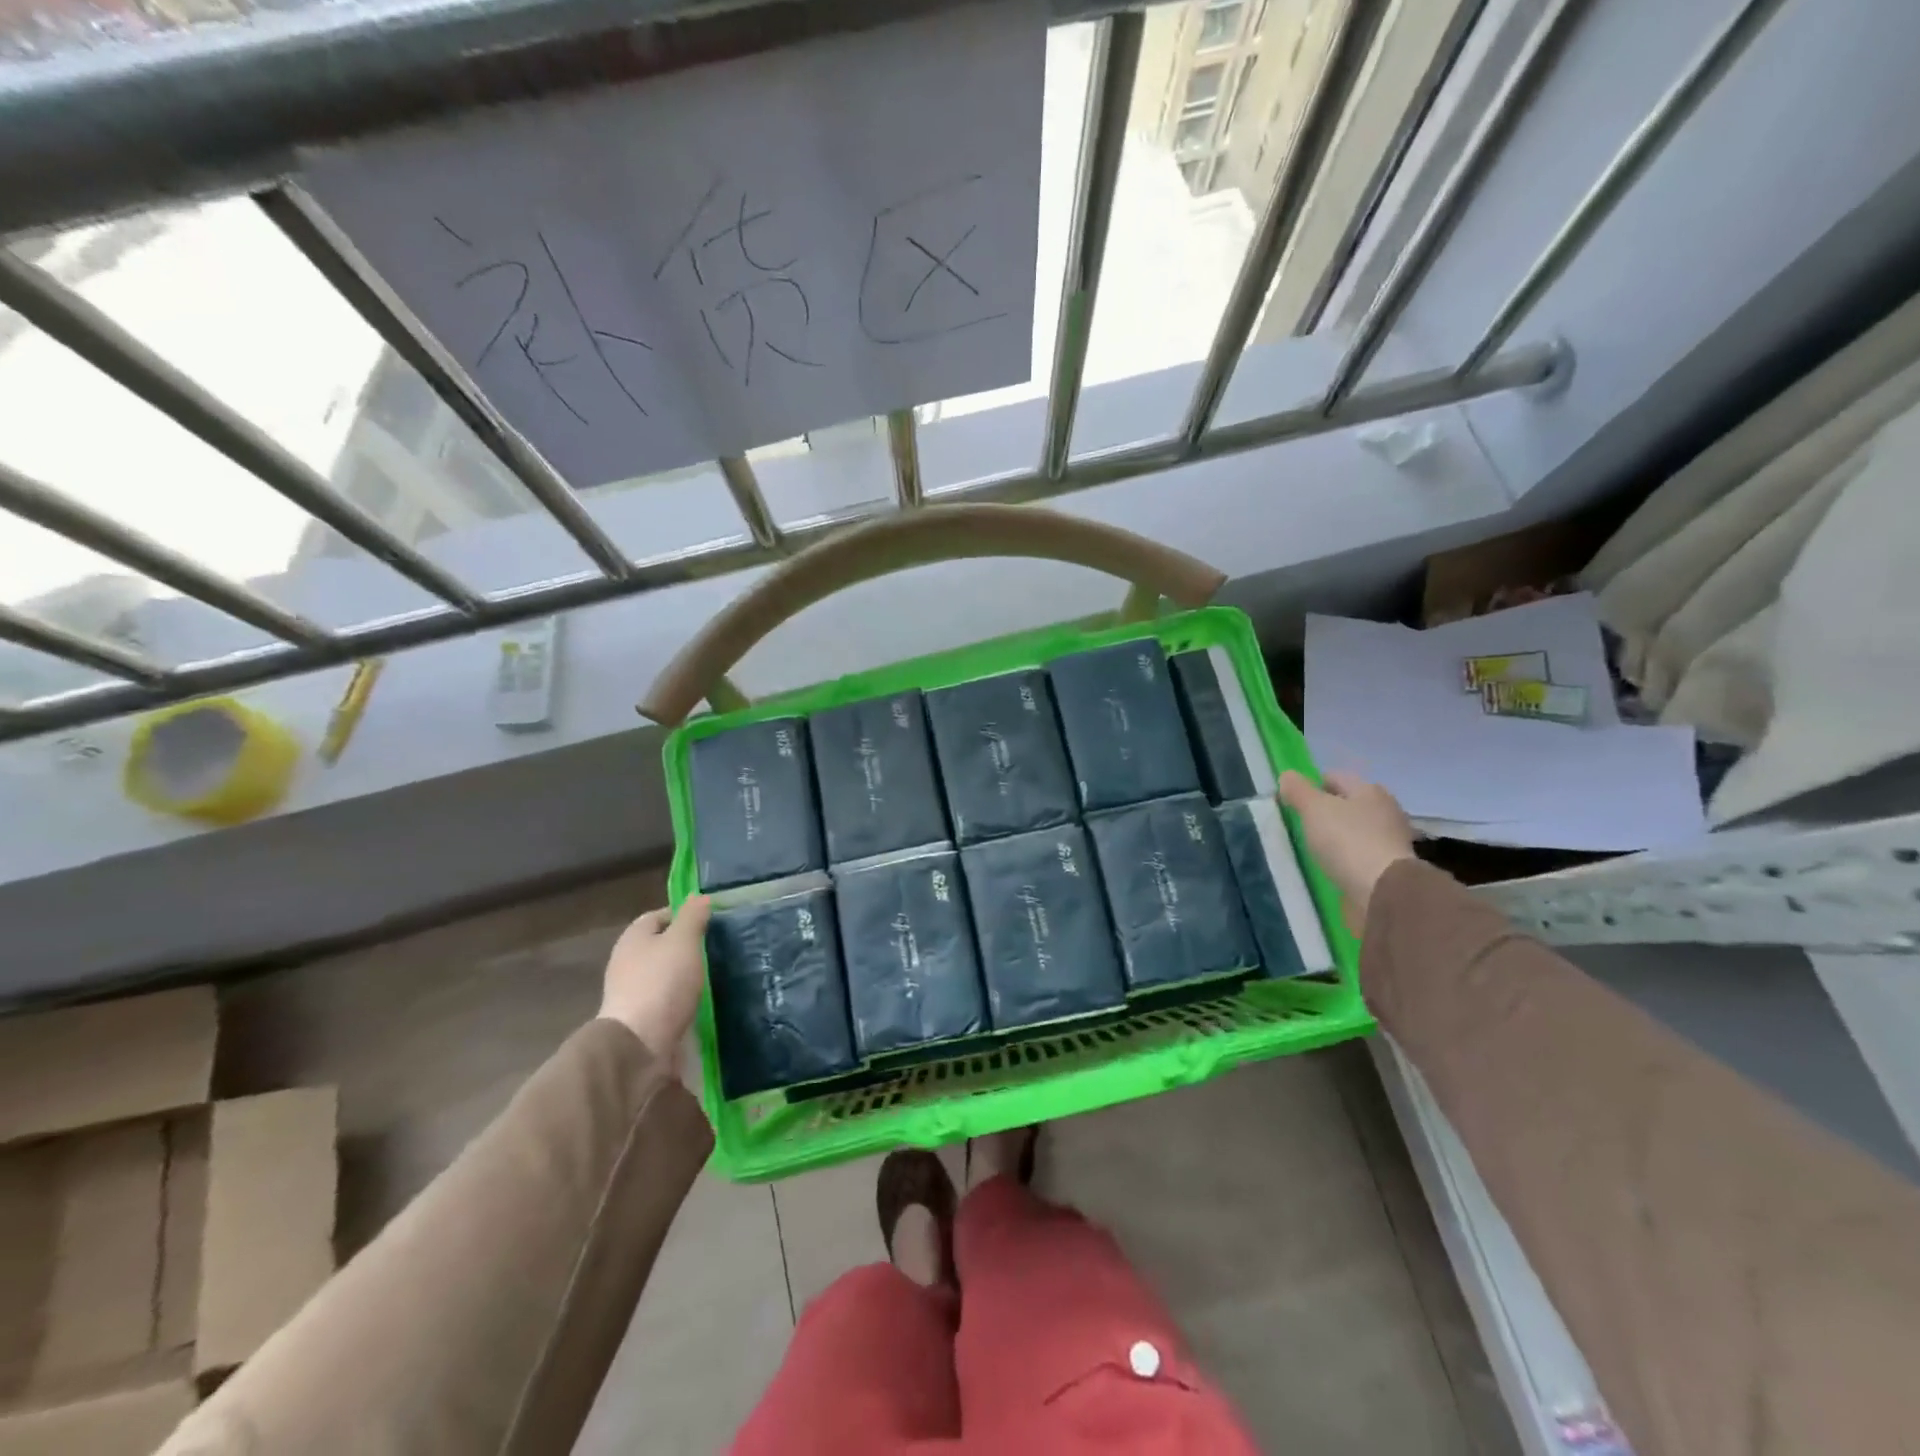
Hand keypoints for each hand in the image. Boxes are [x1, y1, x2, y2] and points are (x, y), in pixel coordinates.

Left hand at [599, 895, 711, 1061]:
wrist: (640, 1045)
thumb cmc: (662, 983)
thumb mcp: (683, 940)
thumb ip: (692, 916)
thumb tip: (699, 896)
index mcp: (633, 938)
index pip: (660, 915)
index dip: (686, 915)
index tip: (713, 922)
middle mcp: (628, 962)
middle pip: (663, 946)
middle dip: (689, 946)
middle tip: (720, 948)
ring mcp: (634, 993)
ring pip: (667, 974)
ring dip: (688, 975)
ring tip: (719, 975)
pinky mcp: (644, 1019)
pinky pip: (669, 1000)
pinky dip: (685, 999)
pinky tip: (706, 1002)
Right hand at [1277, 771, 1415, 931]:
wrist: (1382, 893)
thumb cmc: (1347, 841)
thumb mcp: (1313, 808)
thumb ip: (1298, 790)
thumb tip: (1287, 776)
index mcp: (1370, 790)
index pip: (1334, 778)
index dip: (1311, 786)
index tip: (1292, 804)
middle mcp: (1385, 811)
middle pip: (1347, 805)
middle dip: (1325, 813)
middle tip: (1300, 826)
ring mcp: (1390, 841)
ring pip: (1353, 831)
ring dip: (1336, 837)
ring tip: (1313, 849)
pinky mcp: (1389, 869)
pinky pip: (1359, 855)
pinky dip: (1345, 859)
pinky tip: (1331, 868)